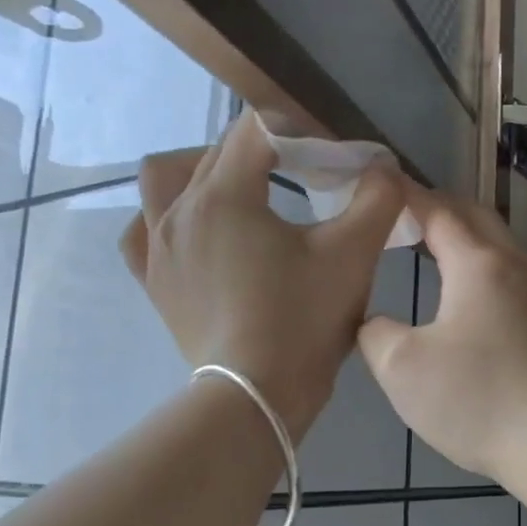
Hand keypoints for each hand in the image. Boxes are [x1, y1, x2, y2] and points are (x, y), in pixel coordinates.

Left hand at [119, 112, 402, 437]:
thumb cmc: (305, 321)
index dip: (301, 134)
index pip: (258, 131)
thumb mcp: (353, 255)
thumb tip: (383, 167)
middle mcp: (180, 209)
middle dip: (264, 151)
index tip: (333, 162)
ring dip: (202, 169)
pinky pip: (143, 230)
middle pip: (217, 151)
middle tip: (305, 175)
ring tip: (240, 189)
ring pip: (165, 179)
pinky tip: (190, 227)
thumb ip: (377, 199)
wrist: (258, 394)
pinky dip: (164, 217)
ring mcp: (158, 247)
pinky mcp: (154, 281)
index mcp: (225, 194)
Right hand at [358, 187, 526, 485]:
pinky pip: (513, 281)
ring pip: (500, 249)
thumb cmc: (478, 400)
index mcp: (479, 264)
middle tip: (402, 218)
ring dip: (465, 241)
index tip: (378, 186)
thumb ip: (376, 334)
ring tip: (431, 253)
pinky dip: (483, 272)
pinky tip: (468, 303)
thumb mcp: (402, 369)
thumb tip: (377, 324)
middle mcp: (517, 268)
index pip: (437, 210)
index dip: (405, 196)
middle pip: (477, 218)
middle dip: (438, 209)